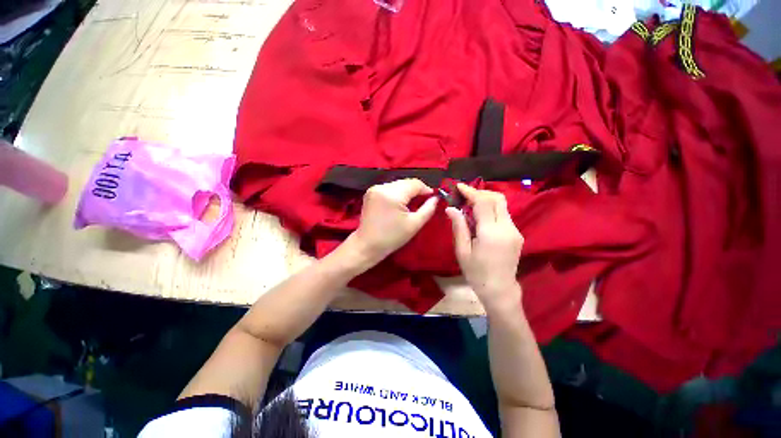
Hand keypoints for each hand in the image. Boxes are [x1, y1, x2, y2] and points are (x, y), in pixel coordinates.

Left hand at [348, 179, 437, 265]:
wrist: (367, 245)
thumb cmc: (392, 238)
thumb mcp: (414, 224)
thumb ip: (428, 209)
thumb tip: (436, 198)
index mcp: (392, 194)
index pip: (415, 183)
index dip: (426, 189)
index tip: (433, 198)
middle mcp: (382, 187)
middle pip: (406, 182)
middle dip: (416, 191)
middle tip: (423, 202)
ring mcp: (374, 188)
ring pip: (398, 184)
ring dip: (407, 192)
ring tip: (411, 204)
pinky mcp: (370, 192)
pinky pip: (389, 188)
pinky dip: (397, 193)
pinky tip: (399, 203)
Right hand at [445, 184, 523, 311]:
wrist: (499, 289)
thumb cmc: (476, 272)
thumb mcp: (462, 250)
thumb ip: (459, 227)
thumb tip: (451, 208)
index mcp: (491, 233)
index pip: (483, 203)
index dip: (471, 191)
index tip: (459, 186)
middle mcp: (507, 228)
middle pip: (497, 198)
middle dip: (480, 192)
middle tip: (465, 195)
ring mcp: (515, 230)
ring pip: (502, 205)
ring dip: (486, 200)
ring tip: (469, 205)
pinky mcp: (517, 234)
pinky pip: (504, 214)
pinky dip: (491, 209)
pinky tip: (480, 217)